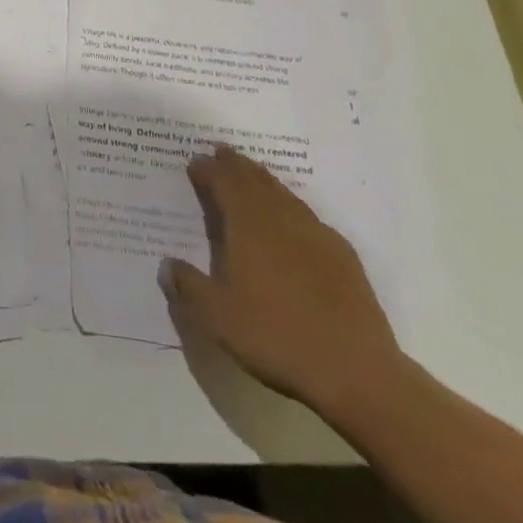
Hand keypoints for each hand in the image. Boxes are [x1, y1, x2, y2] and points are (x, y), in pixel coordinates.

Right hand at [160, 143, 400, 416]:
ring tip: (252, 174)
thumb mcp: (217, 316)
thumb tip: (166, 264)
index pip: (224, 183)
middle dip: (235, 165)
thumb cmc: (276, 336)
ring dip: (263, 180)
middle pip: (255, 180)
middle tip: (222, 152)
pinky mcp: (343, 256)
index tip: (194, 162)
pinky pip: (308, 216)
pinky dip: (292, 207)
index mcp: (248, 225)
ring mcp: (316, 234)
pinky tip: (293, 220)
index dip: (207, 170)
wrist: (356, 371)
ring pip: (283, 193)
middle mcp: (281, 218)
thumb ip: (188, 285)